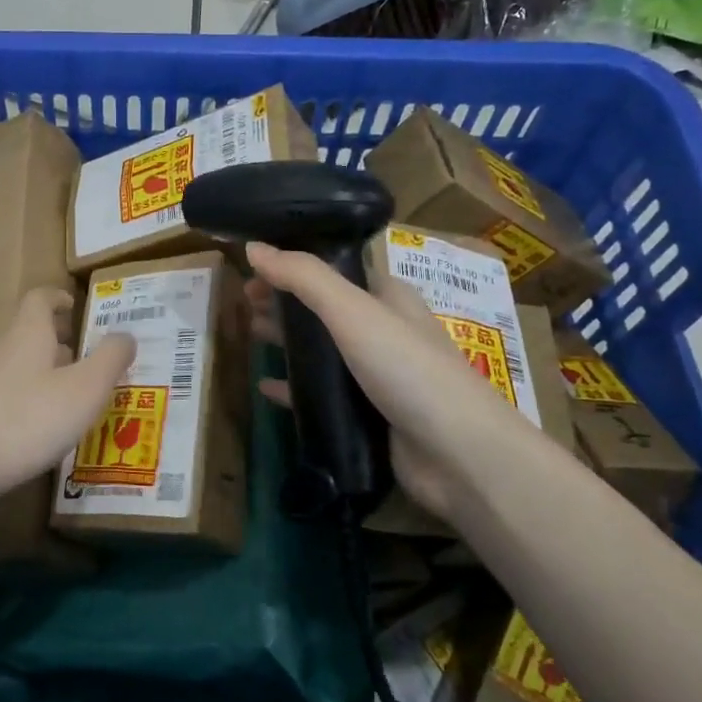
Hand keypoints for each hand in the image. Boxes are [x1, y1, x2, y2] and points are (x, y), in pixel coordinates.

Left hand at [0, 288, 135, 499]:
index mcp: (26, 333)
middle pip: (27, 332)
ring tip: (63, 397)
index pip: (40, 298)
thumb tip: (126, 335)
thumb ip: (111, 358)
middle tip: (83, 359)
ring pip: (12, 363)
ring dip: (39, 371)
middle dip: (56, 341)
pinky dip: (19, 398)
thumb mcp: (85, 390)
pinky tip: (32, 428)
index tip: (75, 307)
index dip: (59, 298)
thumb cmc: (29, 421)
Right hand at [244, 272, 458, 518]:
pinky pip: (322, 395)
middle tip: (243, 304)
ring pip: (322, 352)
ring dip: (287, 342)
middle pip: (324, 309)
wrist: (458, 454)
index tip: (253, 271)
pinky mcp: (368, 416)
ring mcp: (376, 376)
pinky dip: (294, 387)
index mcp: (387, 297)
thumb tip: (253, 247)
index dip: (294, 266)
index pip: (334, 270)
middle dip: (285, 303)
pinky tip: (265, 387)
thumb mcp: (353, 311)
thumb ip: (303, 277)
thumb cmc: (407, 368)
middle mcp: (383, 331)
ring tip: (249, 335)